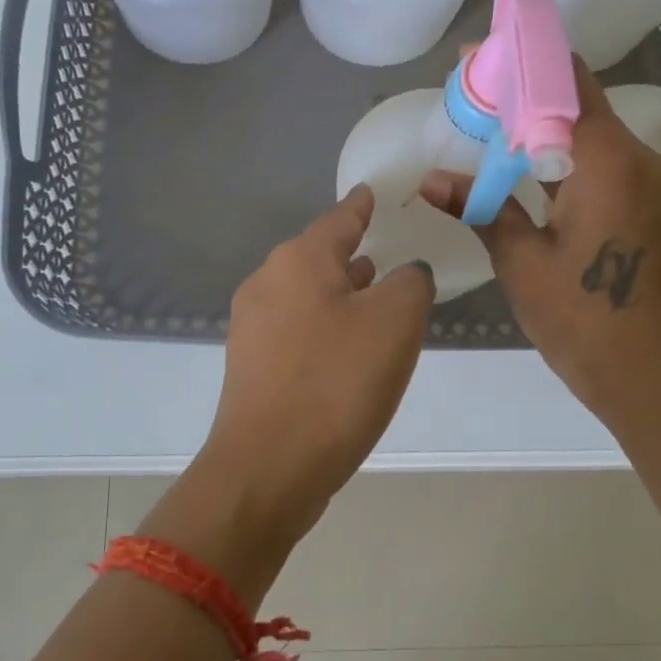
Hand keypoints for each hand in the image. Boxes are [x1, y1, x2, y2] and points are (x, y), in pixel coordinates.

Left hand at [201, 185, 434, 540]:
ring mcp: (252, 327)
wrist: (268, 468)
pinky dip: (326, 326)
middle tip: (387, 250)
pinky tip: (348, 347)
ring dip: (340, 292)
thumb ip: (409, 283)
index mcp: (298, 261)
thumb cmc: (336, 383)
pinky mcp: (251, 367)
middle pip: (317, 256)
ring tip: (374, 294)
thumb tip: (404, 275)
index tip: (372, 192)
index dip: (362, 205)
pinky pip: (297, 330)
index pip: (339, 218)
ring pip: (306, 294)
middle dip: (352, 253)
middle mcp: (267, 284)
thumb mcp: (395, 322)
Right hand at [419, 62, 660, 435]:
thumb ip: (481, 207)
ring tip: (489, 128)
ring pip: (592, 133)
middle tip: (473, 95)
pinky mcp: (650, 205)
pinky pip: (603, 162)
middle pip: (580, 104)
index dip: (523, 62)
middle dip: (527, 93)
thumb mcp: (521, 260)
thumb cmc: (580, 319)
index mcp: (610, 164)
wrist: (648, 374)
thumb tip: (431, 178)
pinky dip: (563, 155)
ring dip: (544, 126)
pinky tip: (525, 167)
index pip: (567, 85)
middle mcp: (640, 160)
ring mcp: (651, 183)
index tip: (477, 57)